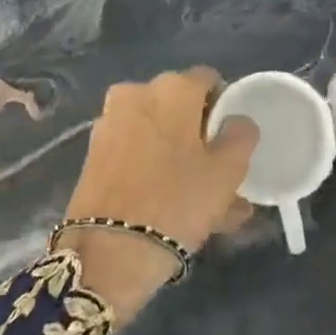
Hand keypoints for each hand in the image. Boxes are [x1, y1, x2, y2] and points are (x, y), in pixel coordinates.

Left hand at [57, 69, 257, 321]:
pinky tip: (175, 207)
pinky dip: (157, 171)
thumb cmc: (177, 202)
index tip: (234, 140)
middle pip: (181, 109)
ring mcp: (110, 123)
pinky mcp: (94, 154)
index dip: (226, 107)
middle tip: (221, 175)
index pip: (210, 81)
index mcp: (172, 88)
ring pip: (160, 136)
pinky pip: (138, 154)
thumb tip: (237, 122)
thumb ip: (241, 136)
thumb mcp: (227, 172)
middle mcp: (136, 94)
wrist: (108, 253)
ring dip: (182, 160)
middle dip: (201, 137)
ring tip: (204, 203)